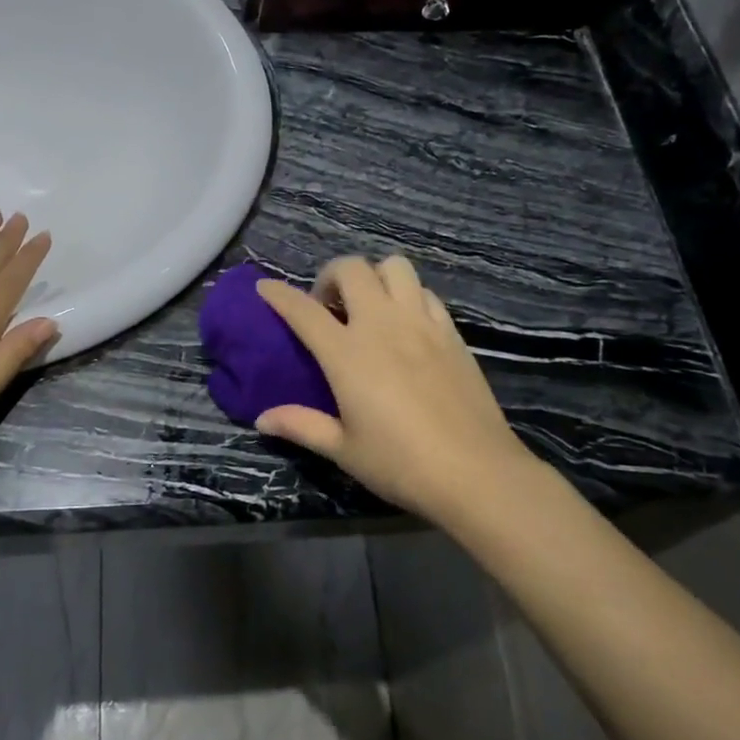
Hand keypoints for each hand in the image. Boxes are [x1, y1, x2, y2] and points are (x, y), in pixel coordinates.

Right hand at [256, 256, 543, 523]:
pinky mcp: (451, 332)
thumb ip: (302, 425)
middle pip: (352, 269)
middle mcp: (382, 324)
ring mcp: (421, 323)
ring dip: (374, 276)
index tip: (265, 288)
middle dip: (330, 276)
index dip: (279, 294)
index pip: (303, 310)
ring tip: (369, 306)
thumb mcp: (344, 449)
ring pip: (395, 267)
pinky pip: (425, 293)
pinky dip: (408, 296)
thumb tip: (262, 420)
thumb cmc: (401, 463)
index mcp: (347, 353)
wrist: (476, 472)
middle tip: (328, 307)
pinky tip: (406, 324)